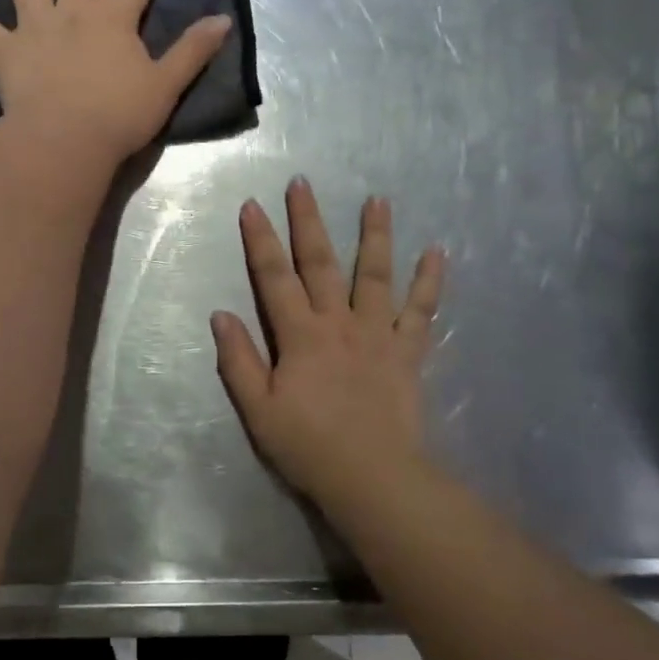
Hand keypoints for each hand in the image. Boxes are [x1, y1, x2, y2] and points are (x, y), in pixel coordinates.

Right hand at [212, 178, 445, 507]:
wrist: (371, 475)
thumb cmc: (308, 446)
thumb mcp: (259, 410)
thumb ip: (239, 361)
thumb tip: (221, 315)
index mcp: (300, 336)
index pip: (274, 278)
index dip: (260, 241)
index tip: (252, 206)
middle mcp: (338, 323)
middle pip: (321, 263)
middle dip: (309, 221)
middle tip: (303, 183)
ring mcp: (377, 333)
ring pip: (375, 275)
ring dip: (375, 235)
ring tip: (378, 200)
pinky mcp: (407, 351)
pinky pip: (421, 310)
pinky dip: (430, 281)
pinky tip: (437, 252)